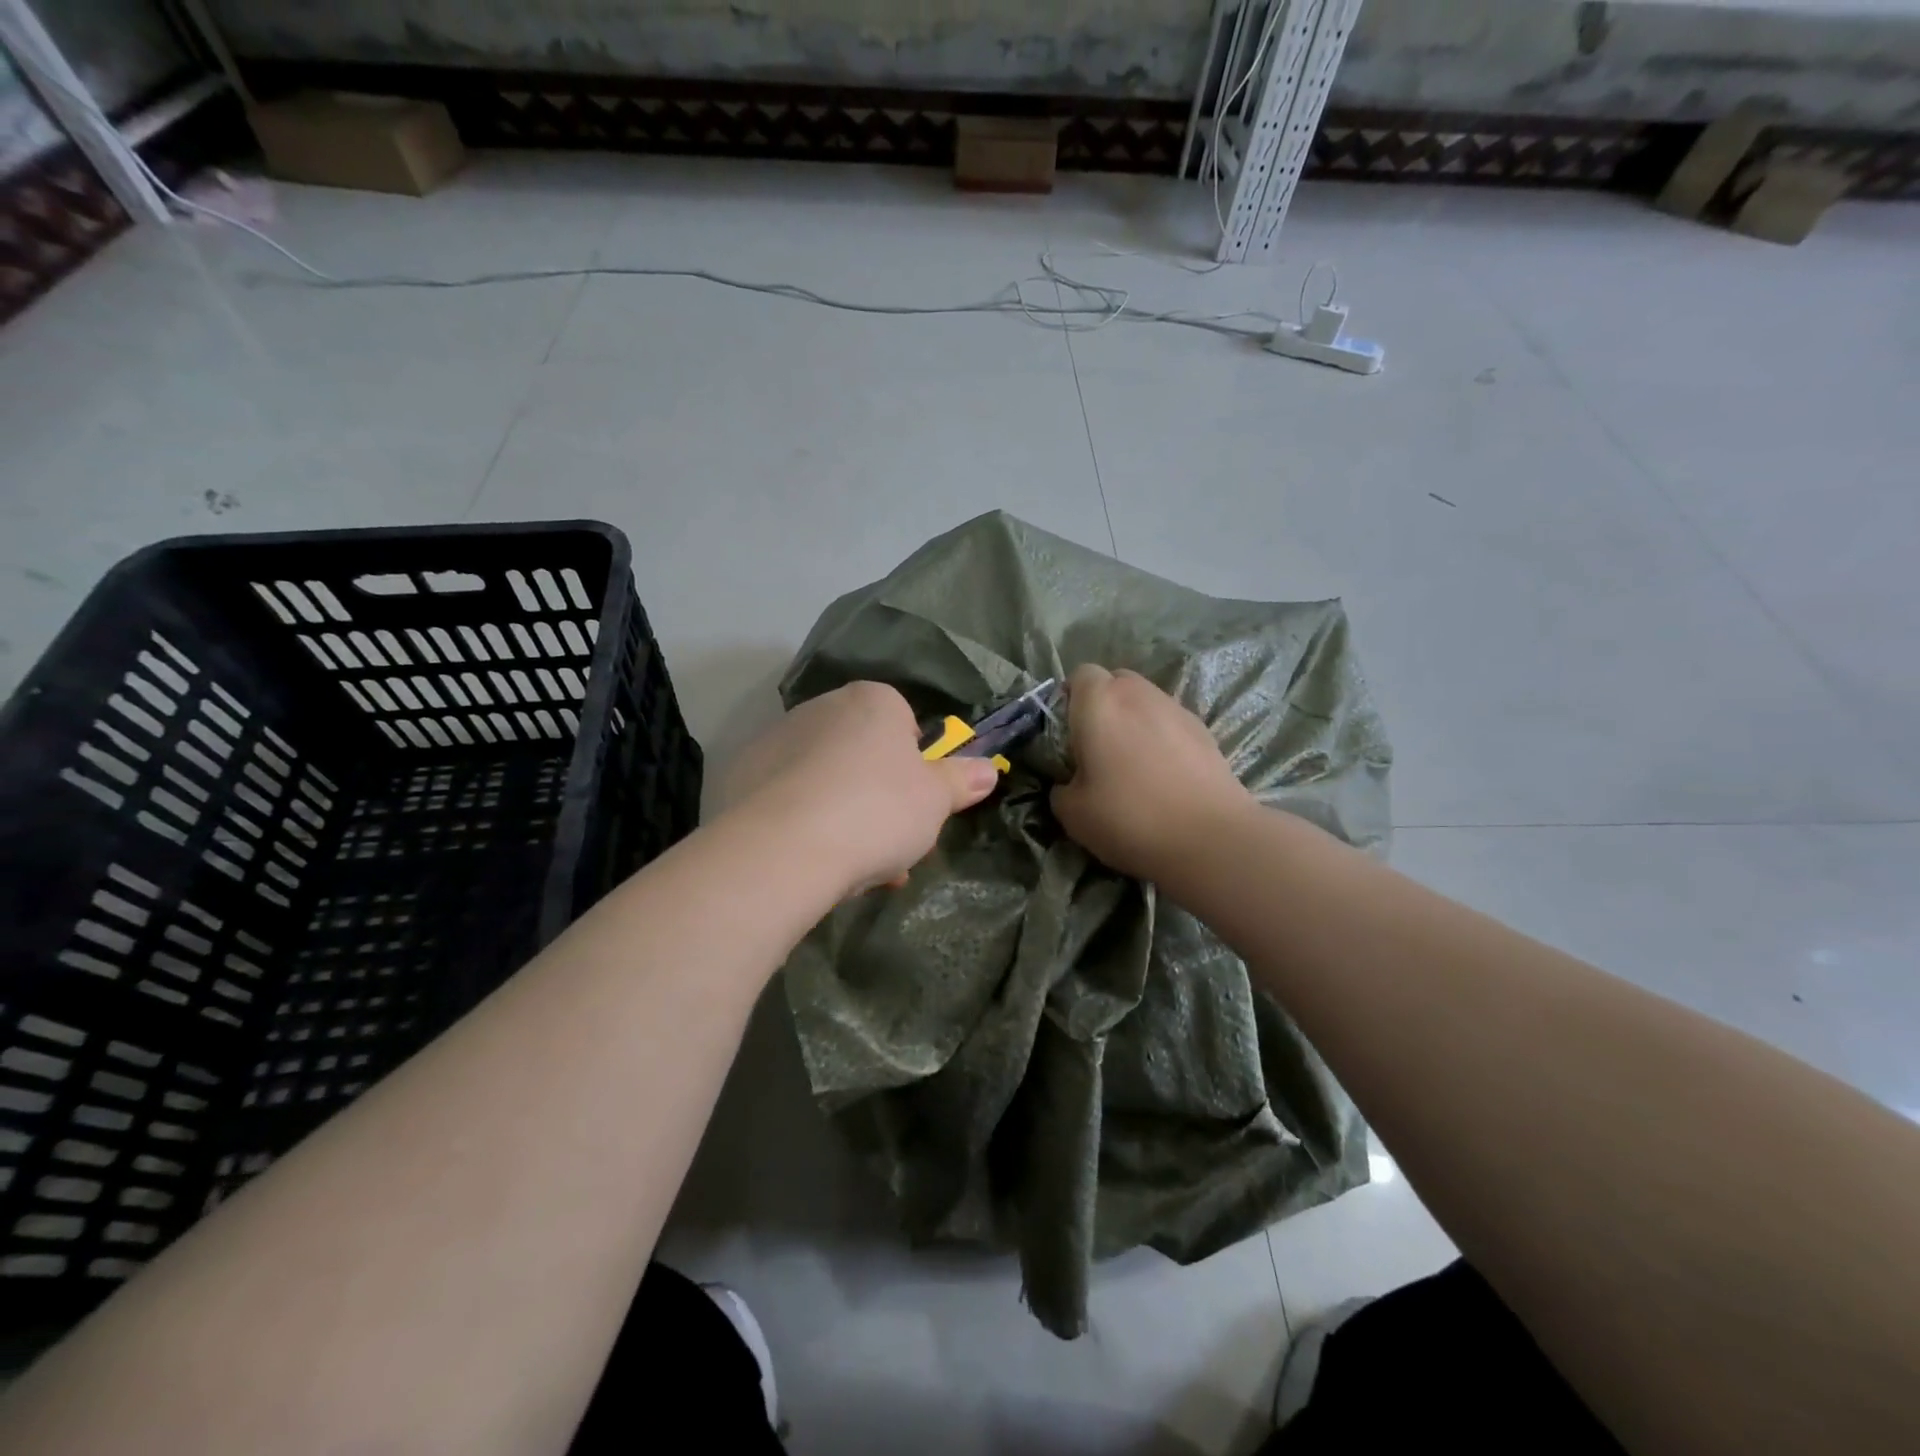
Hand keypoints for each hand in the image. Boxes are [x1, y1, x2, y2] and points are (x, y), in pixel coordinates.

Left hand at [723, 681, 1001, 897]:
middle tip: (890, 841)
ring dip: (844, 813)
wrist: (786, 847)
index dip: (914, 764)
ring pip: (825, 777)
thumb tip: (988, 770)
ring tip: (855, 867)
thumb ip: (961, 780)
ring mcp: (776, 739)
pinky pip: (787, 796)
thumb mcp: (936, 800)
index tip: (917, 802)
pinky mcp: (741, 775)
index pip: (903, 721)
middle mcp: (821, 708)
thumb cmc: (877, 809)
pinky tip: (813, 860)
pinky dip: (803, 821)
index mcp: (871, 701)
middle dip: (879, 794)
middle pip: (862, 751)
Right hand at [1050, 665, 1252, 880]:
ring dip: (1134, 721)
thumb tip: (1069, 784)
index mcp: (1099, 703)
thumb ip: (1062, 789)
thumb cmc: (1129, 817)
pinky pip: (1171, 723)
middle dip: (1104, 704)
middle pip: (1116, 681)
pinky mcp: (1205, 731)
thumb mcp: (1073, 814)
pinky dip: (1162, 738)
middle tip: (1097, 745)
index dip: (1070, 698)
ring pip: (1146, 701)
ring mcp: (1176, 709)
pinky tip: (1163, 775)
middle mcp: (1138, 694)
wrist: (1210, 838)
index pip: (1080, 675)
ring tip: (1132, 763)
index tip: (1067, 732)